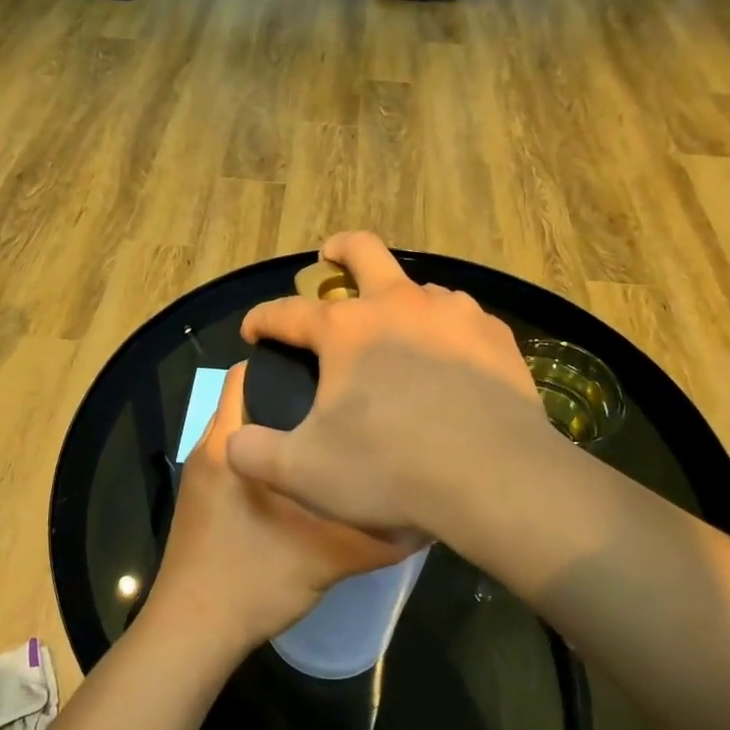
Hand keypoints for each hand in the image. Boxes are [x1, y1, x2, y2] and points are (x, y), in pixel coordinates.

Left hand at [148, 362, 420, 652]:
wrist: (191, 634)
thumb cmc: (252, 580)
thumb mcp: (326, 557)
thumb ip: (377, 536)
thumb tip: (425, 516)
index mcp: (229, 444)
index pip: (246, 373)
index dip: (285, 360)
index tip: (329, 368)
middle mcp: (209, 448)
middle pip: (247, 399)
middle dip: (290, 395)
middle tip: (340, 402)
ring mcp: (201, 475)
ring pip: (243, 432)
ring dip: (278, 430)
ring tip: (328, 435)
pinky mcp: (201, 500)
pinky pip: (237, 459)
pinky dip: (265, 457)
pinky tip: (301, 478)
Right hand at [228, 232, 546, 538]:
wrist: (494, 479)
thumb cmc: (389, 469)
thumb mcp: (303, 472)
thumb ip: (254, 453)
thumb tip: (234, 441)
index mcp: (345, 330)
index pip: (287, 313)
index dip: (262, 319)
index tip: (252, 330)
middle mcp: (398, 305)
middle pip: (363, 251)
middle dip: (338, 250)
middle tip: (329, 257)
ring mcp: (453, 315)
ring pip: (420, 285)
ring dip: (399, 297)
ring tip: (397, 328)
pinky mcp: (495, 336)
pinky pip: (462, 318)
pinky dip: (445, 329)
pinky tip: (450, 358)